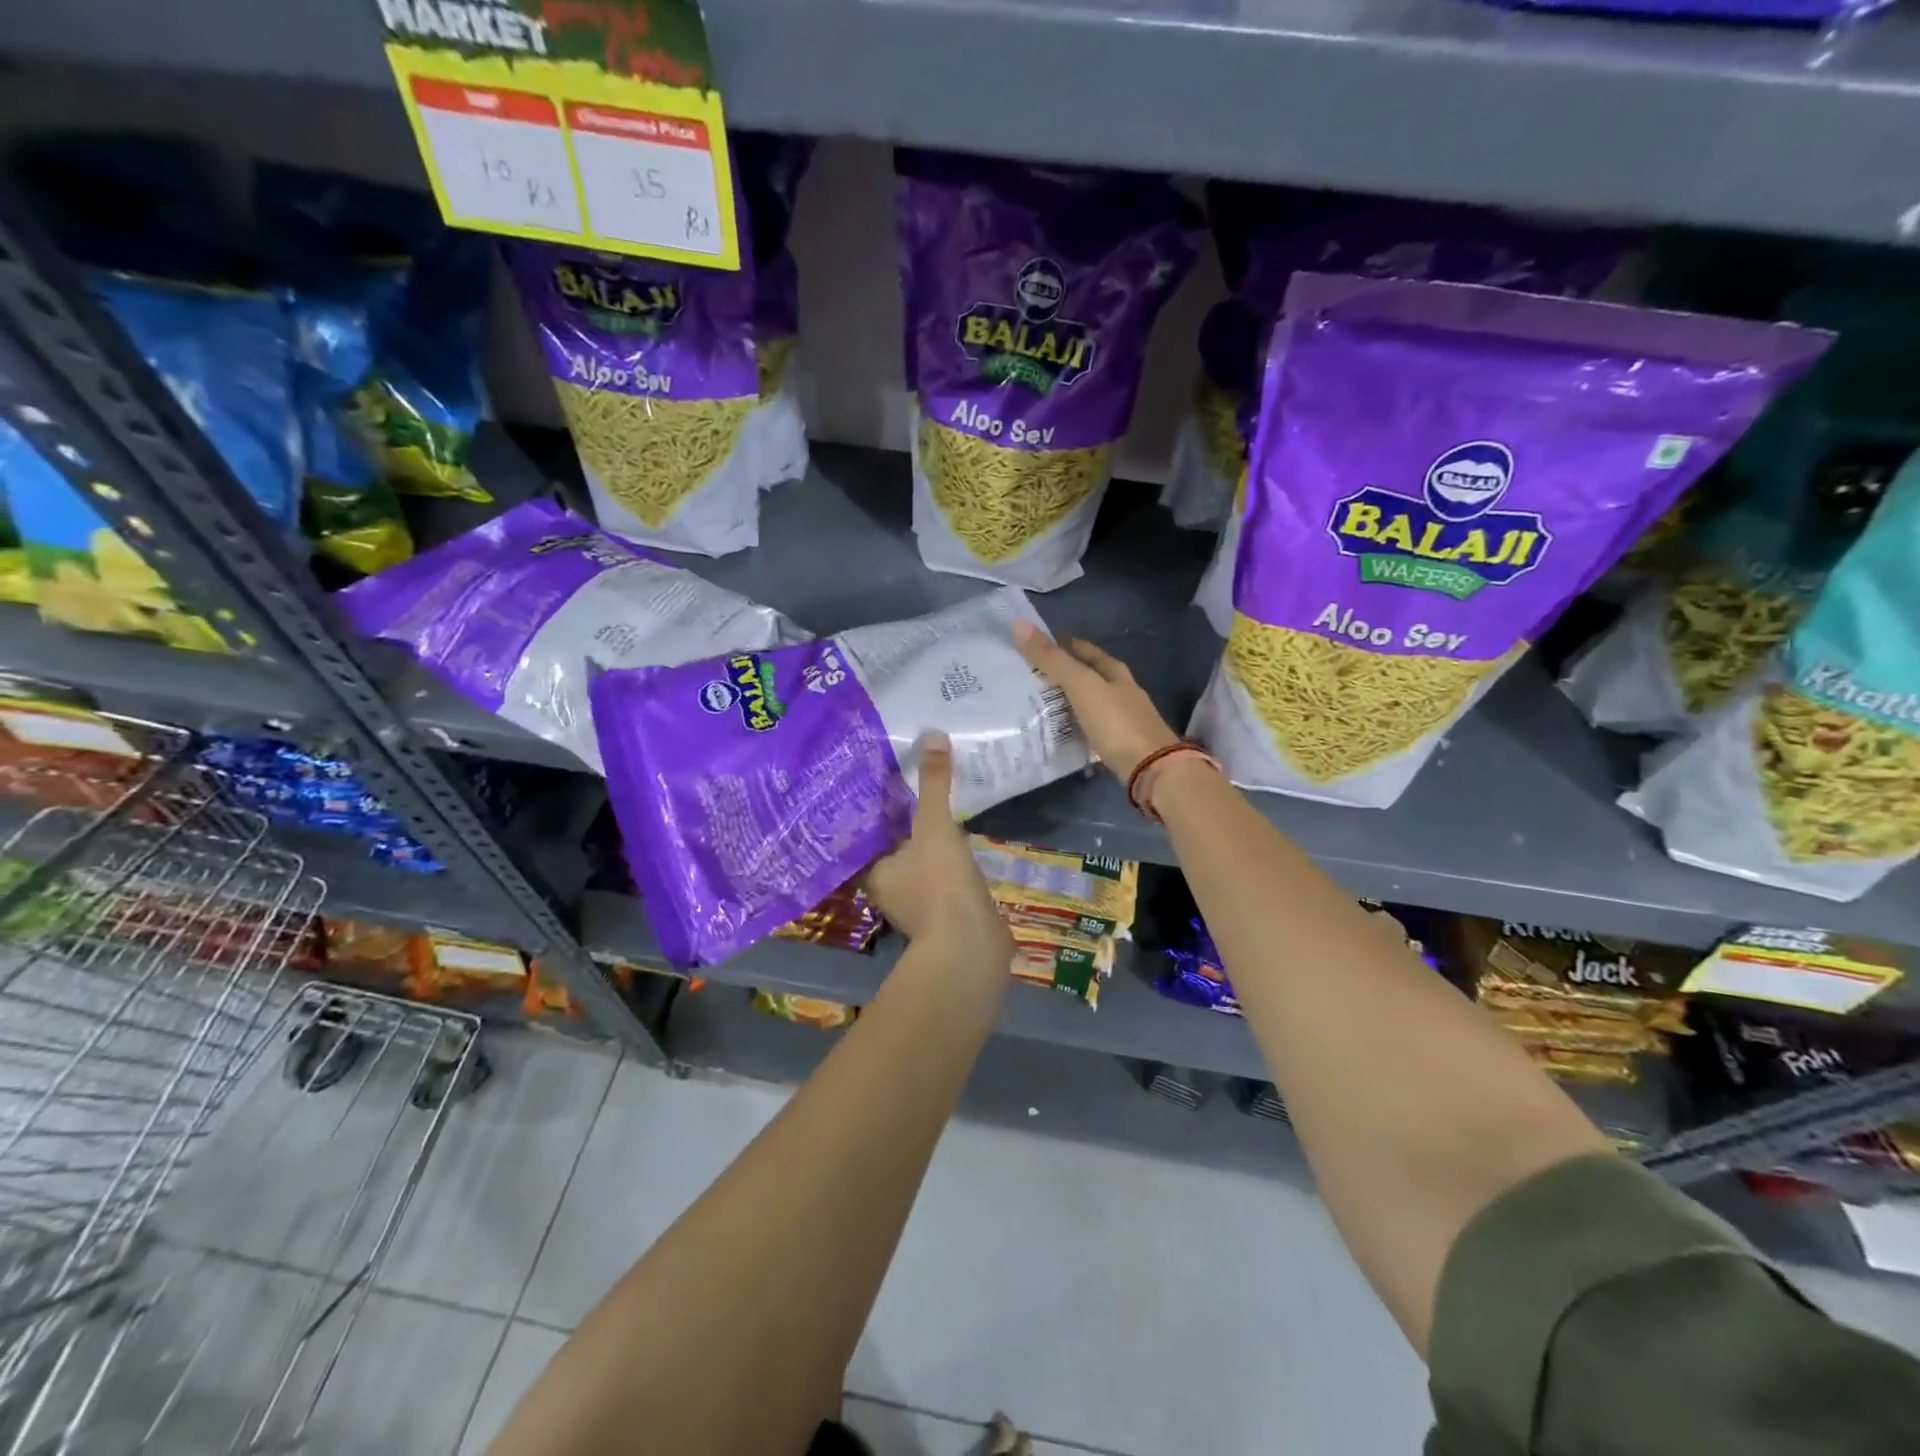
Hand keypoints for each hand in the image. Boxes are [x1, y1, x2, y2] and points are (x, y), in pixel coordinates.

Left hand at [865, 732, 1012, 969]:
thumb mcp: (934, 826)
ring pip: (922, 862)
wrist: (971, 948)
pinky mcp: (948, 914)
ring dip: (932, 842)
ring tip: (944, 806)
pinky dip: (953, 860)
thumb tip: (932, 735)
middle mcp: (891, 889)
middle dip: (907, 822)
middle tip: (916, 785)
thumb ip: (933, 783)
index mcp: (875, 871)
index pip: (868, 834)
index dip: (876, 809)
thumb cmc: (939, 885)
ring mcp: (920, 904)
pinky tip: (967, 839)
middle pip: (896, 847)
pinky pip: (947, 877)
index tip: (885, 782)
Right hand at [1012, 620, 1178, 780]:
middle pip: (1088, 676)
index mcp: (1115, 671)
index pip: (1083, 649)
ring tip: (1036, 705)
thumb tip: (1018, 624)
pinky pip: (1091, 728)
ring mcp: (1123, 718)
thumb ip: (1052, 659)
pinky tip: (1058, 732)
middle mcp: (1122, 691)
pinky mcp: (1120, 743)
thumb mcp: (1081, 686)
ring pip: (1089, 703)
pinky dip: (1075, 726)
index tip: (1032, 646)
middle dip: (1062, 674)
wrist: (1152, 769)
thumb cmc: (1116, 722)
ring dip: (1067, 702)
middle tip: (1028, 677)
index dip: (1060, 644)